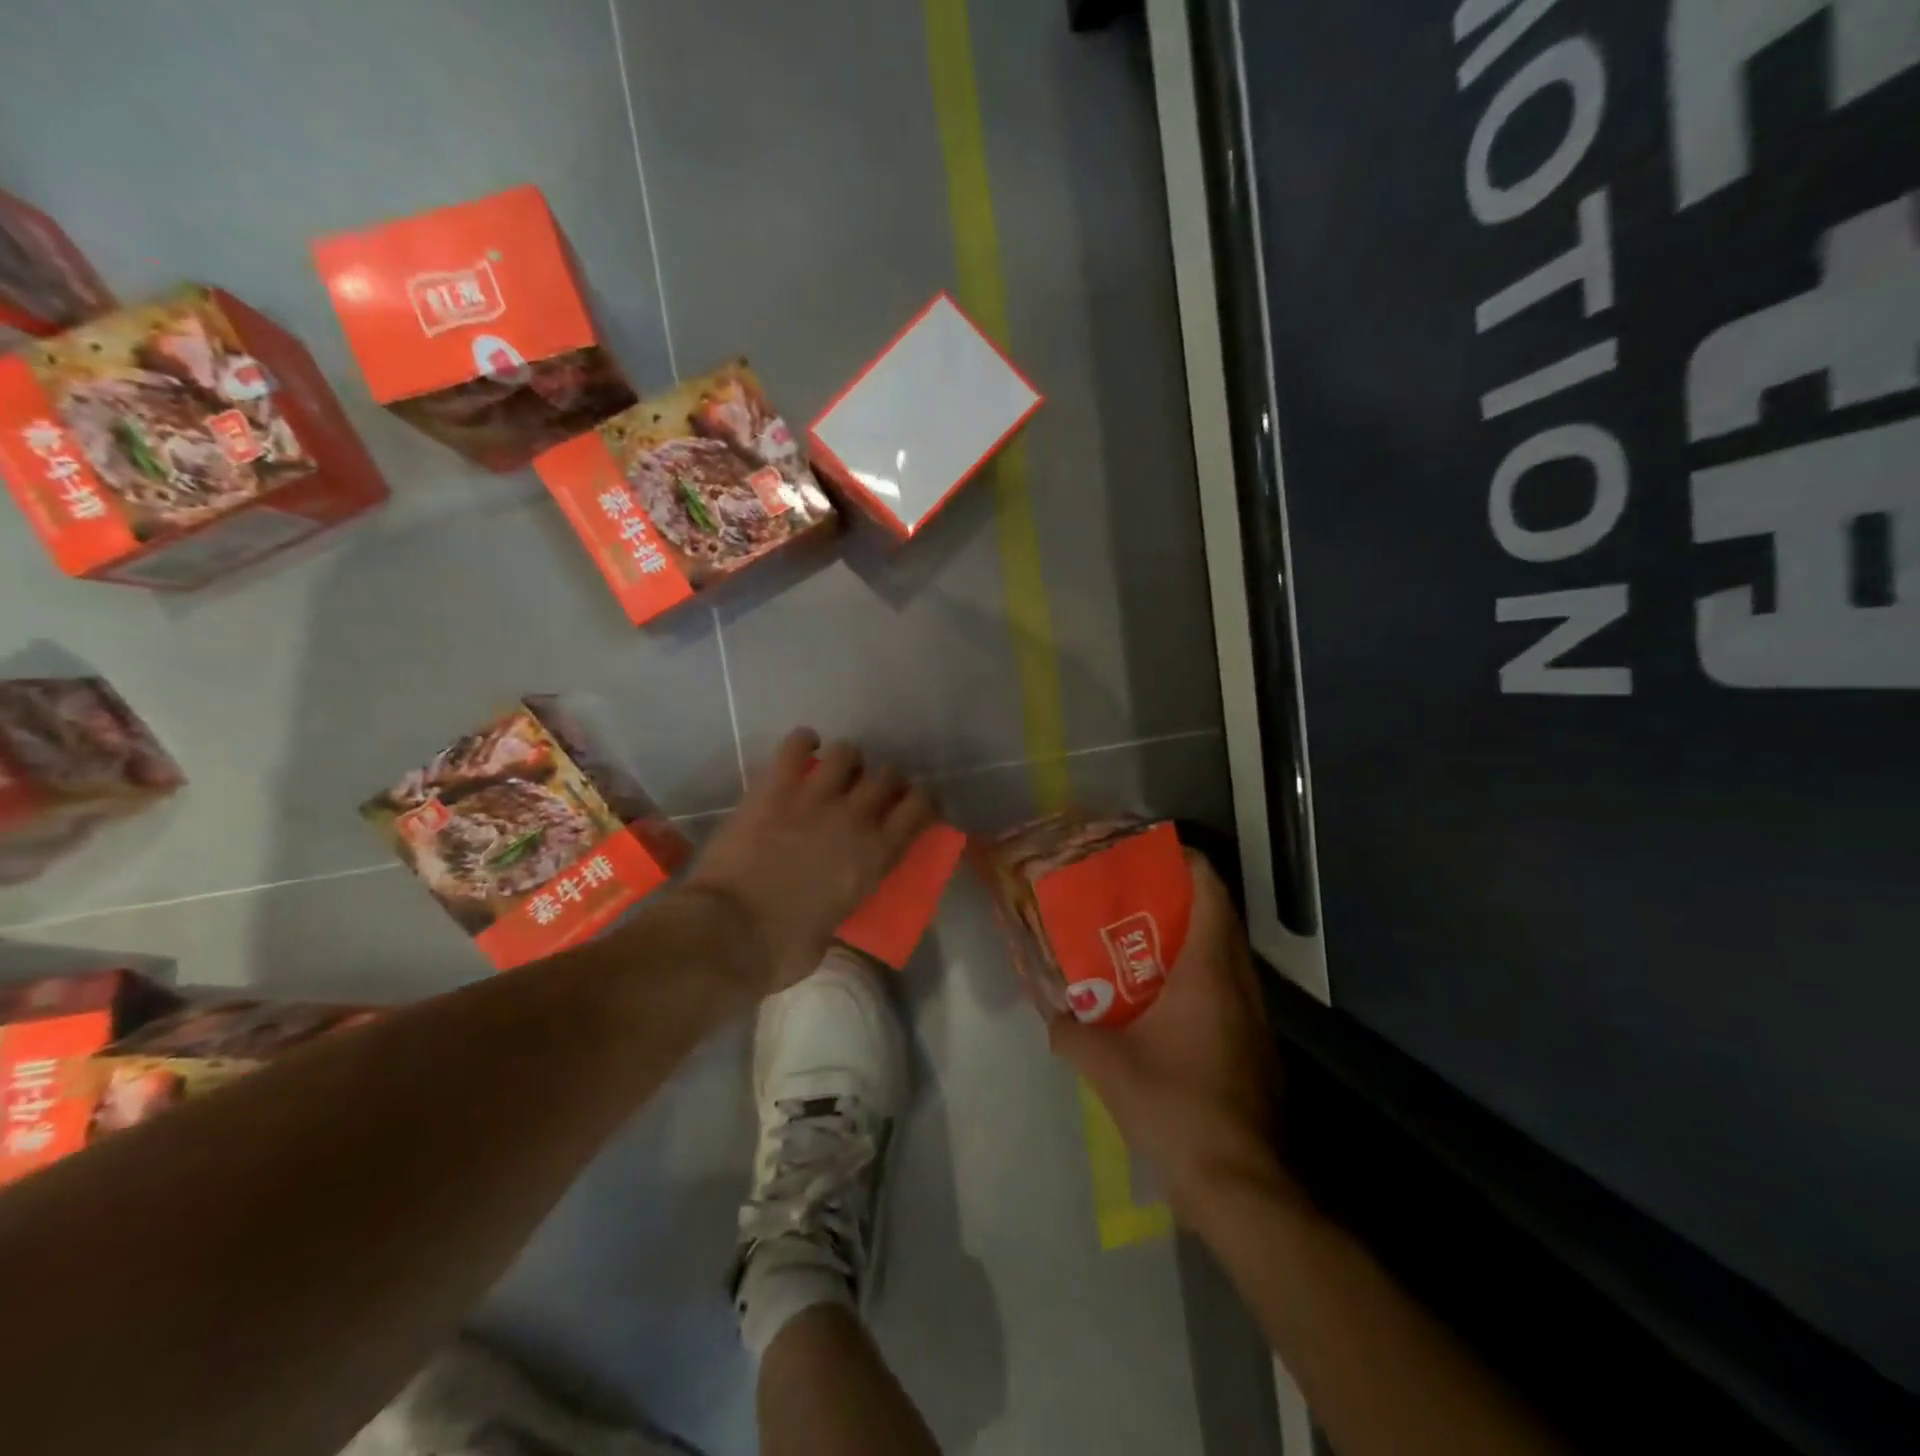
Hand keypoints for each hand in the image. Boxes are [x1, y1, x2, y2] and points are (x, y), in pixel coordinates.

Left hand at [683, 728, 936, 996]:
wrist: (728, 932)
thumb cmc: (782, 949)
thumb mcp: (831, 933)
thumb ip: (840, 903)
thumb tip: (831, 900)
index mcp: (875, 857)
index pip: (920, 809)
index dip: (923, 801)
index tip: (915, 804)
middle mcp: (854, 818)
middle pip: (887, 776)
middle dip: (885, 781)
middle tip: (871, 792)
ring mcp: (814, 798)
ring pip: (847, 753)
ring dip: (847, 760)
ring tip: (837, 770)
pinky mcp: (774, 789)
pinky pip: (795, 746)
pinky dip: (803, 741)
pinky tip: (804, 746)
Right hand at [1050, 851, 1284, 1219]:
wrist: (1240, 1186)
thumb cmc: (1176, 1108)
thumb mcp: (1107, 1067)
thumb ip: (1070, 1032)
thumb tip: (1051, 1015)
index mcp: (1208, 970)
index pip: (1210, 889)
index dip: (1186, 860)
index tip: (1150, 852)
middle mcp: (1239, 983)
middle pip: (1219, 916)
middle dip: (1179, 896)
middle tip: (1131, 896)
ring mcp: (1254, 1017)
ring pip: (1225, 954)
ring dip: (1188, 938)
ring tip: (1139, 941)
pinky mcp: (1255, 1048)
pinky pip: (1227, 988)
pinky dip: (1198, 976)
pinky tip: (1161, 1000)